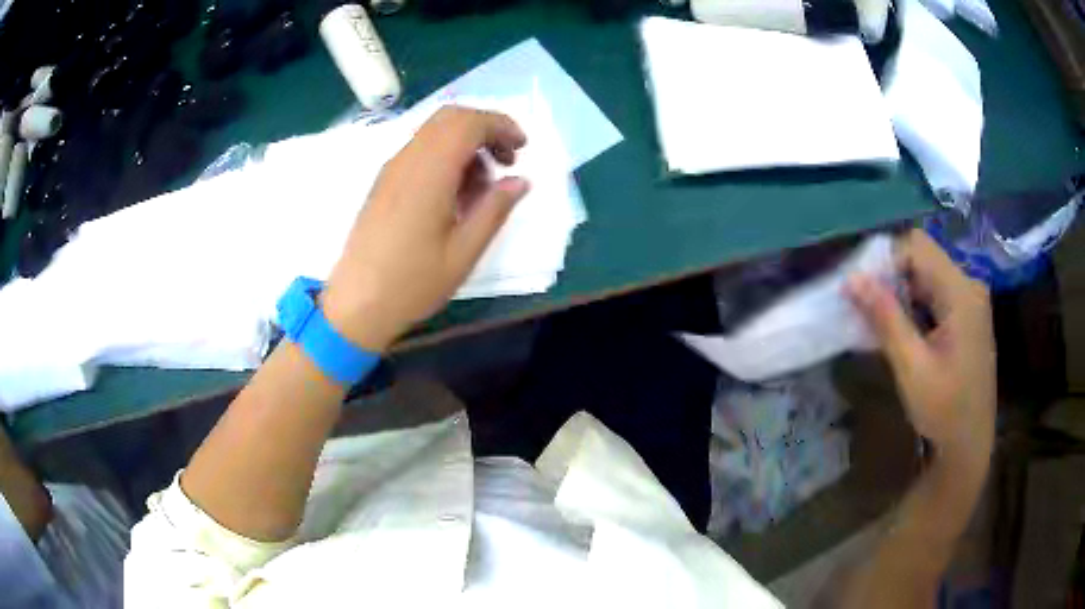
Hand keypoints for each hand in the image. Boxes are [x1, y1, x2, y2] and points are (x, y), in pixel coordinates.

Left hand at [321, 107, 528, 351]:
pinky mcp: (384, 182)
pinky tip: (455, 194)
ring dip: (465, 144)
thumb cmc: (412, 283)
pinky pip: (420, 151)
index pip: (468, 123)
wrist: (356, 305)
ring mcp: (391, 170)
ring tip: (482, 187)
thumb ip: (494, 209)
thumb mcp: (464, 252)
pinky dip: (446, 156)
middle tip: (506, 160)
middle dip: (485, 128)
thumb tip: (520, 181)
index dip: (501, 125)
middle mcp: (407, 160)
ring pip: (434, 132)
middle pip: (450, 118)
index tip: (522, 148)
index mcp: (429, 173)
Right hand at [848, 229, 995, 467]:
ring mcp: (970, 300)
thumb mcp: (912, 367)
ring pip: (927, 275)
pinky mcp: (968, 315)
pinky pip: (936, 293)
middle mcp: (969, 285)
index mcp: (960, 292)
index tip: (863, 293)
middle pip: (923, 258)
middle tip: (868, 311)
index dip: (886, 262)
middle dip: (892, 278)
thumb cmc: (944, 411)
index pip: (916, 247)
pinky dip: (915, 305)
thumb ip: (885, 318)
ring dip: (902, 293)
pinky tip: (904, 333)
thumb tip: (851, 278)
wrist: (970, 445)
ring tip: (881, 325)